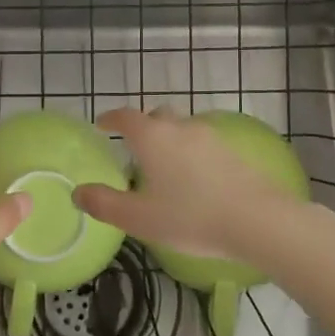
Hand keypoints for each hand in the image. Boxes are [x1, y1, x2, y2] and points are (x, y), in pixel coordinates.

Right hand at [73, 108, 306, 265]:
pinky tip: (195, 176)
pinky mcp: (233, 150)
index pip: (126, 117)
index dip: (111, 118)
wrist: (256, 219)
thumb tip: (78, 193)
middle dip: (143, 126)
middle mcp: (180, 127)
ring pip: (183, 127)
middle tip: (135, 147)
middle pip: (157, 115)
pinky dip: (192, 151)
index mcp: (152, 138)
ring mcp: (211, 136)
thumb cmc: (191, 218)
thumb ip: (105, 204)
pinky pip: (204, 142)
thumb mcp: (140, 218)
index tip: (102, 124)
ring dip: (170, 138)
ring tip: (165, 164)